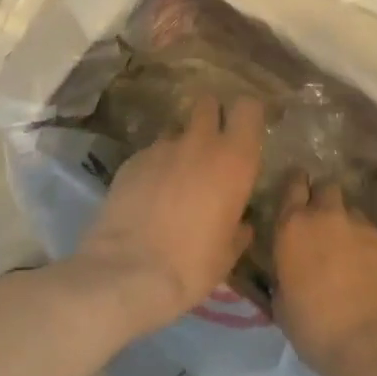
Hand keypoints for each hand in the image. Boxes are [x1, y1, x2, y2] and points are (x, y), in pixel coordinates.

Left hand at [76, 96, 264, 332]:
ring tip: (174, 179)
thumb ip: (238, 228)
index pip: (248, 108)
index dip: (247, 115)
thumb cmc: (192, 264)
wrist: (128, 271)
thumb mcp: (229, 253)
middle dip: (211, 116)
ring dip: (180, 146)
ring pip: (176, 131)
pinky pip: (150, 154)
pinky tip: (147, 196)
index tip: (245, 131)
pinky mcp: (130, 160)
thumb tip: (241, 223)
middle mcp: (199, 143)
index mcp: (234, 160)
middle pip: (207, 104)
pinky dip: (153, 167)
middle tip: (210, 145)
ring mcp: (160, 148)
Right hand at [272, 176, 376, 375]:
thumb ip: (282, 276)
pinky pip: (375, 236)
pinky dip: (370, 248)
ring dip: (347, 225)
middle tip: (320, 223)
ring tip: (348, 252)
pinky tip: (371, 273)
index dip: (294, 186)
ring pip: (353, 212)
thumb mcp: (282, 305)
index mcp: (293, 227)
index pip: (292, 185)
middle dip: (322, 198)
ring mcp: (364, 228)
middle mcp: (328, 217)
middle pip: (326, 187)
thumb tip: (287, 272)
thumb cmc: (318, 328)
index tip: (295, 194)